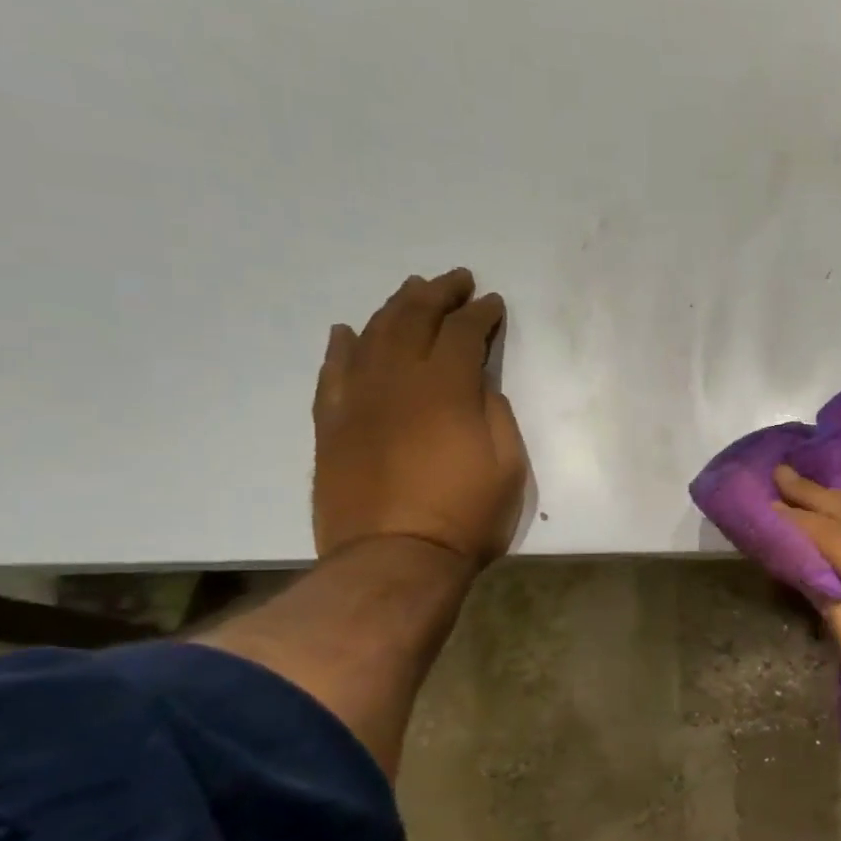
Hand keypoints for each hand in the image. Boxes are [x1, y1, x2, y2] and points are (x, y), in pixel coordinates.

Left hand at [313, 269, 527, 568]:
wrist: (393, 561)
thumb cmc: (465, 516)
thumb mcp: (508, 466)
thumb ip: (496, 414)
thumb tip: (478, 386)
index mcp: (448, 388)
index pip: (464, 332)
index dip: (481, 313)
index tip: (492, 304)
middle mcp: (399, 380)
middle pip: (415, 318)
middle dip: (439, 293)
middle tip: (456, 280)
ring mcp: (359, 400)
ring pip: (373, 335)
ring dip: (395, 307)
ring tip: (411, 291)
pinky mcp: (332, 425)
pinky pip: (332, 373)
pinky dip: (342, 347)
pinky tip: (348, 331)